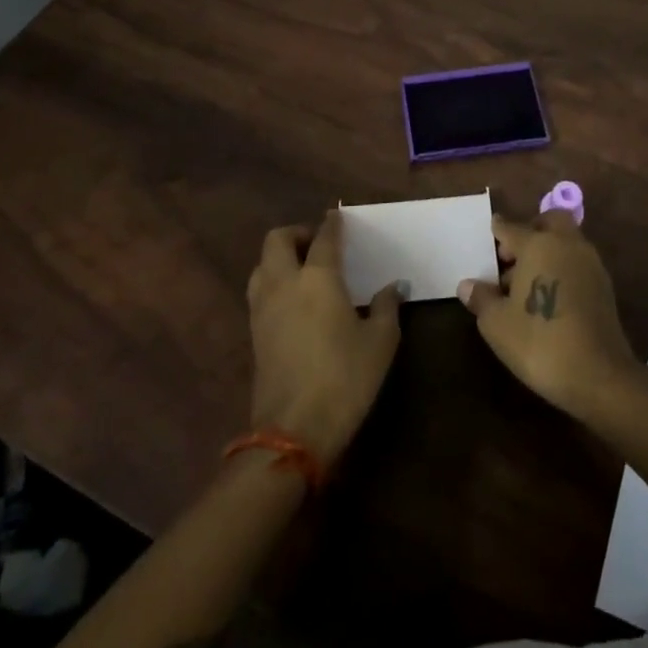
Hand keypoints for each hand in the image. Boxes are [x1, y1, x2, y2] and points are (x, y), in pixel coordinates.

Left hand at [246, 210, 402, 465]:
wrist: (294, 431)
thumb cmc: (345, 378)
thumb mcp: (380, 342)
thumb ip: (386, 307)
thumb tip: (393, 287)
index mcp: (317, 277)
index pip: (323, 237)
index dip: (332, 224)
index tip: (338, 217)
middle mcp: (284, 283)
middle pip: (277, 240)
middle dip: (296, 233)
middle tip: (318, 243)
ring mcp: (263, 308)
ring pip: (261, 264)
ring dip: (279, 257)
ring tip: (303, 269)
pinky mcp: (254, 333)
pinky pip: (259, 291)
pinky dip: (273, 283)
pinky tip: (294, 301)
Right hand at [458, 209, 641, 423]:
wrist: (599, 375)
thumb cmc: (540, 342)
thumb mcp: (497, 324)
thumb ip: (481, 298)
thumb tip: (467, 285)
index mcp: (538, 244)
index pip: (510, 227)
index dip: (497, 231)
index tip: (489, 233)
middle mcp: (566, 244)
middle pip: (549, 221)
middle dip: (530, 230)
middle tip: (512, 256)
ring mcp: (590, 263)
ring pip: (566, 241)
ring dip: (548, 250)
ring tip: (526, 283)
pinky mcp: (604, 285)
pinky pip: (577, 262)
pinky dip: (562, 268)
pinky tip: (549, 297)